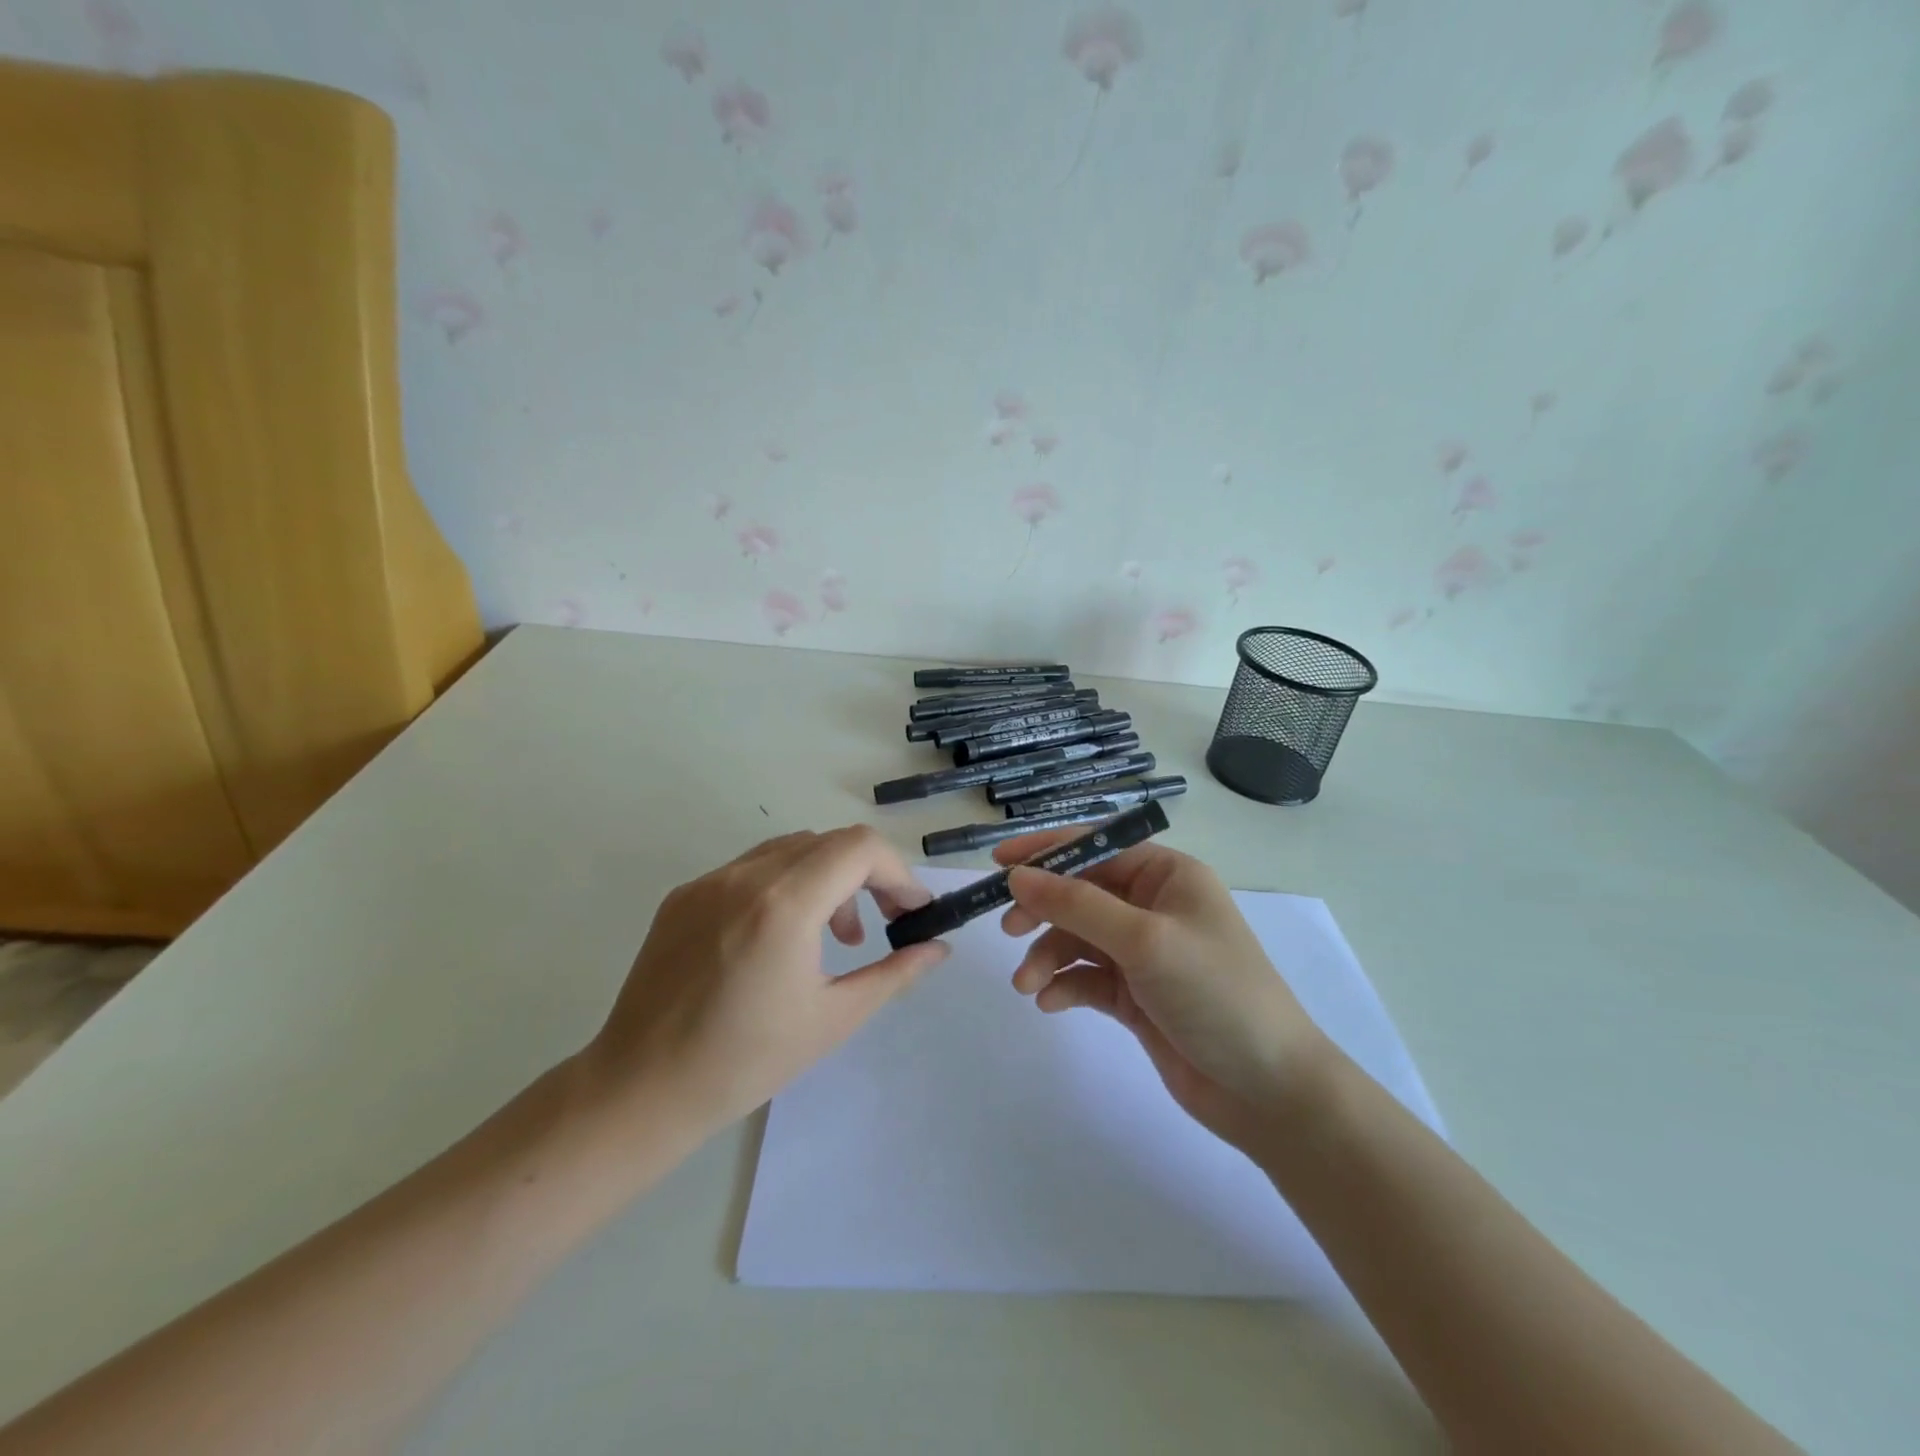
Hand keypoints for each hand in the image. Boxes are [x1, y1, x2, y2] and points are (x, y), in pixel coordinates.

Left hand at [582, 827, 948, 1139]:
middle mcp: (745, 877)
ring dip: (827, 878)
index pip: (859, 847)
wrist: (639, 1090)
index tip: (912, 910)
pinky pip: (751, 869)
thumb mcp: (834, 1019)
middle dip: (867, 875)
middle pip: (829, 843)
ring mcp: (708, 881)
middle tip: (881, 925)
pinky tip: (781, 938)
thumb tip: (938, 948)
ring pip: (790, 850)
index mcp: (784, 904)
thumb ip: (895, 973)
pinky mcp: (684, 895)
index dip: (897, 871)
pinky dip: (785, 886)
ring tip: (834, 936)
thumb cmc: (745, 1062)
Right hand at [995, 830, 1327, 1155]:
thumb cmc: (1215, 994)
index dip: (1046, 851)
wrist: (1267, 1091)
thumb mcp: (1144, 940)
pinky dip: (1064, 985)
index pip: (1097, 847)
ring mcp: (1143, 952)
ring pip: (1077, 938)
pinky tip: (1048, 1002)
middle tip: (1008, 930)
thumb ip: (1076, 905)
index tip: (998, 864)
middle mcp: (1153, 906)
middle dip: (1043, 911)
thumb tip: (1016, 876)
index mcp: (1167, 875)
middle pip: (1081, 893)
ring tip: (1027, 985)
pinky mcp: (1134, 995)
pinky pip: (1086, 977)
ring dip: (1048, 956)